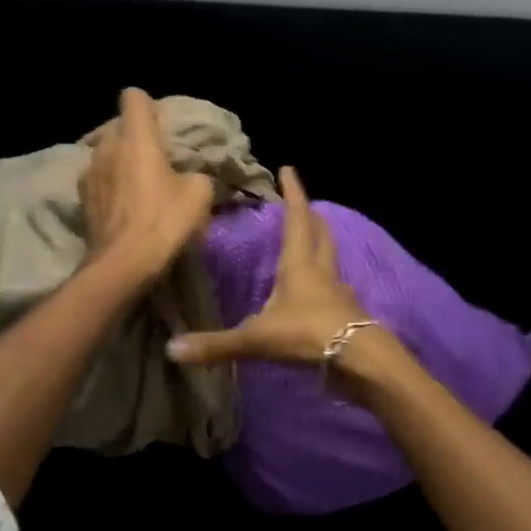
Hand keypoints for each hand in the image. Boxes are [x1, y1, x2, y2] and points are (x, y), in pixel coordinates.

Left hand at [79, 87, 214, 286]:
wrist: (123, 265)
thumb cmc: (164, 221)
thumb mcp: (199, 194)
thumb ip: (195, 174)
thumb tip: (188, 176)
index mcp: (136, 138)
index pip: (134, 97)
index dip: (149, 106)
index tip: (161, 125)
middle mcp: (106, 147)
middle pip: (119, 128)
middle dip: (135, 139)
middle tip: (156, 161)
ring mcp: (88, 173)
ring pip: (106, 155)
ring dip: (120, 164)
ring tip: (138, 187)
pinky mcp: (81, 200)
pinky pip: (98, 181)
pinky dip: (110, 188)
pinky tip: (124, 209)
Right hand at [166, 166, 367, 366]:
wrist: (358, 361)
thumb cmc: (306, 334)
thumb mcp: (256, 339)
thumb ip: (216, 344)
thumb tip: (172, 349)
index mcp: (299, 264)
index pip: (297, 218)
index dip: (293, 193)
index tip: (288, 169)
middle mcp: (322, 272)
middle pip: (320, 235)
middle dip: (311, 217)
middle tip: (303, 206)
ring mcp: (339, 294)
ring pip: (331, 262)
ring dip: (322, 248)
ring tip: (311, 244)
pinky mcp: (348, 317)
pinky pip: (336, 291)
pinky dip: (327, 285)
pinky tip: (320, 295)